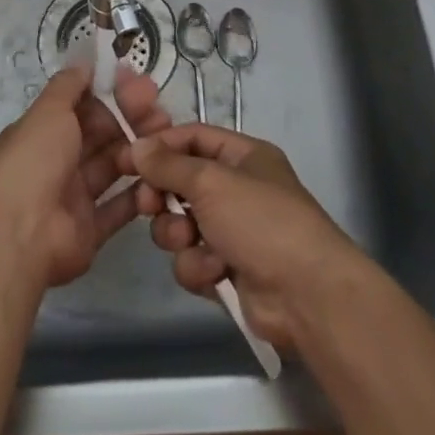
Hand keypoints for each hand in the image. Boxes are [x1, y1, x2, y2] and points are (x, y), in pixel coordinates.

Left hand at [0, 62, 171, 288]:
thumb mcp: (48, 111)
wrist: (20, 235)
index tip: (138, 84)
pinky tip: (162, 176)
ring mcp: (74, 197)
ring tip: (167, 139)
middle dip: (130, 120)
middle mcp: (58, 162)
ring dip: (138, 151)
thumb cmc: (33, 162)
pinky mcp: (90, 229)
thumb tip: (84, 61)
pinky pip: (119, 208)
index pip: (82, 107)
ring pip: (112, 166)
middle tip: (159, 110)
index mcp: (43, 132)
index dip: (110, 94)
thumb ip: (68, 86)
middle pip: (100, 135)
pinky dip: (139, 193)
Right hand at [121, 125, 362, 351]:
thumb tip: (137, 146)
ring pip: (182, 225)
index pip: (193, 138)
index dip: (162, 147)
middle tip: (150, 206)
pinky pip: (193, 259)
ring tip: (192, 242)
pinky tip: (216, 272)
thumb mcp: (211, 181)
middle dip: (163, 197)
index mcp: (244, 156)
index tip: (129, 159)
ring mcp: (234, 231)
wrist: (306, 295)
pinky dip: (199, 266)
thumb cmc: (261, 221)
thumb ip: (169, 165)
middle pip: (181, 183)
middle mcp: (238, 189)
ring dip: (180, 236)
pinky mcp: (228, 270)